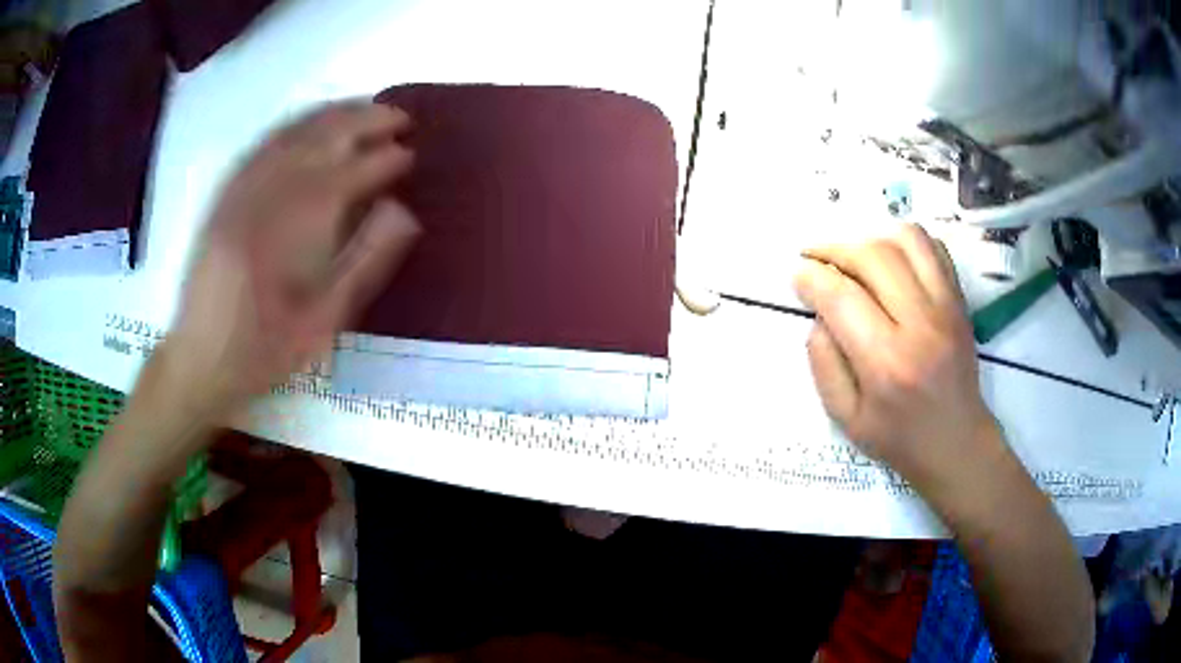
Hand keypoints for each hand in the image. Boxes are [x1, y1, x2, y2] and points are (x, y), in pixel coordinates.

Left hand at [166, 101, 420, 418]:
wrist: (199, 361)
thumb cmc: (264, 352)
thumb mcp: (322, 324)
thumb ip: (364, 263)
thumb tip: (404, 211)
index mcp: (286, 237)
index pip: (344, 178)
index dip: (380, 161)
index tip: (410, 153)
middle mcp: (259, 201)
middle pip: (317, 141)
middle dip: (363, 121)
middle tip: (400, 116)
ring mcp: (237, 192)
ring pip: (290, 134)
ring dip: (332, 114)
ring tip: (366, 107)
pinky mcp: (223, 194)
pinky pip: (262, 144)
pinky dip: (295, 124)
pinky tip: (313, 121)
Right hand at [793, 223, 998, 488]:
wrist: (957, 443)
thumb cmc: (898, 438)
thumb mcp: (845, 417)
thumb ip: (823, 363)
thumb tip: (819, 314)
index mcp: (885, 363)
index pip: (842, 297)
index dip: (811, 277)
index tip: (798, 276)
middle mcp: (919, 325)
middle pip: (873, 257)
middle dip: (834, 250)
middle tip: (816, 260)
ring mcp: (946, 307)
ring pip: (906, 240)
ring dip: (871, 240)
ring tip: (855, 258)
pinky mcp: (959, 301)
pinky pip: (933, 248)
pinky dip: (906, 243)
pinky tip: (891, 262)